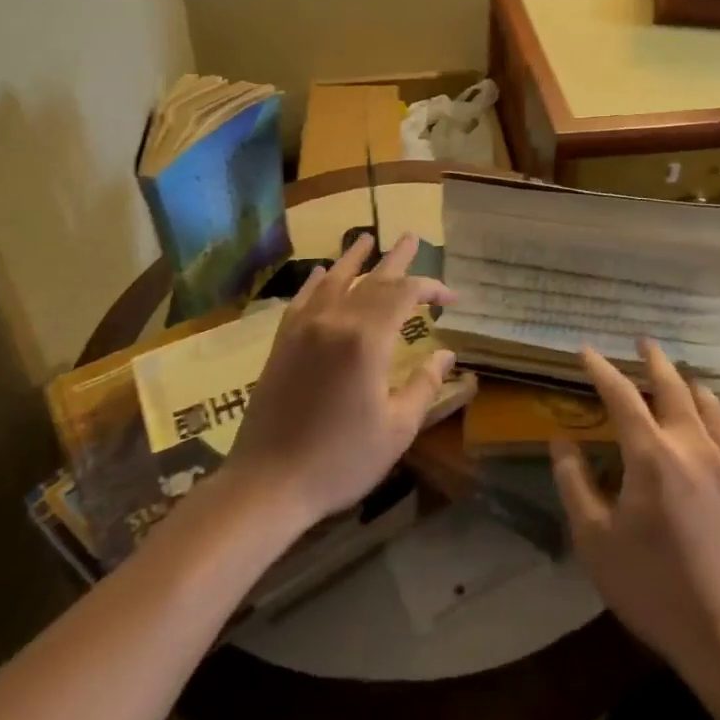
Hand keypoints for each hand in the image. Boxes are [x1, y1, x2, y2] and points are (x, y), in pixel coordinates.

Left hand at [228, 233, 456, 525]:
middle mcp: (334, 321)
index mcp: (367, 341)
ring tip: (367, 239)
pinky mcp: (282, 342)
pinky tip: (324, 273)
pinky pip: (303, 298)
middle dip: (396, 259)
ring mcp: (303, 329)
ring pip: (334, 280)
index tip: (451, 299)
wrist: (268, 482)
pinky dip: (317, 281)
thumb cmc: (341, 460)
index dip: (430, 288)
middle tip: (412, 238)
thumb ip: (424, 386)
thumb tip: (446, 355)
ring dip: (354, 258)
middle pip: (371, 279)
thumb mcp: (397, 429)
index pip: (404, 295)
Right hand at [551, 341, 719, 687]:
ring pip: (707, 403)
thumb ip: (574, 483)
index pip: (622, 396)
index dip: (602, 369)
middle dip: (654, 360)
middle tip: (641, 341)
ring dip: (686, 381)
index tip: (586, 351)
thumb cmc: (652, 586)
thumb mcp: (595, 539)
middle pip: (673, 387)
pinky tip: (706, 417)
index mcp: (652, 455)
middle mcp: (691, 446)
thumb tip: (560, 440)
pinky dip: (710, 408)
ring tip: (675, 372)